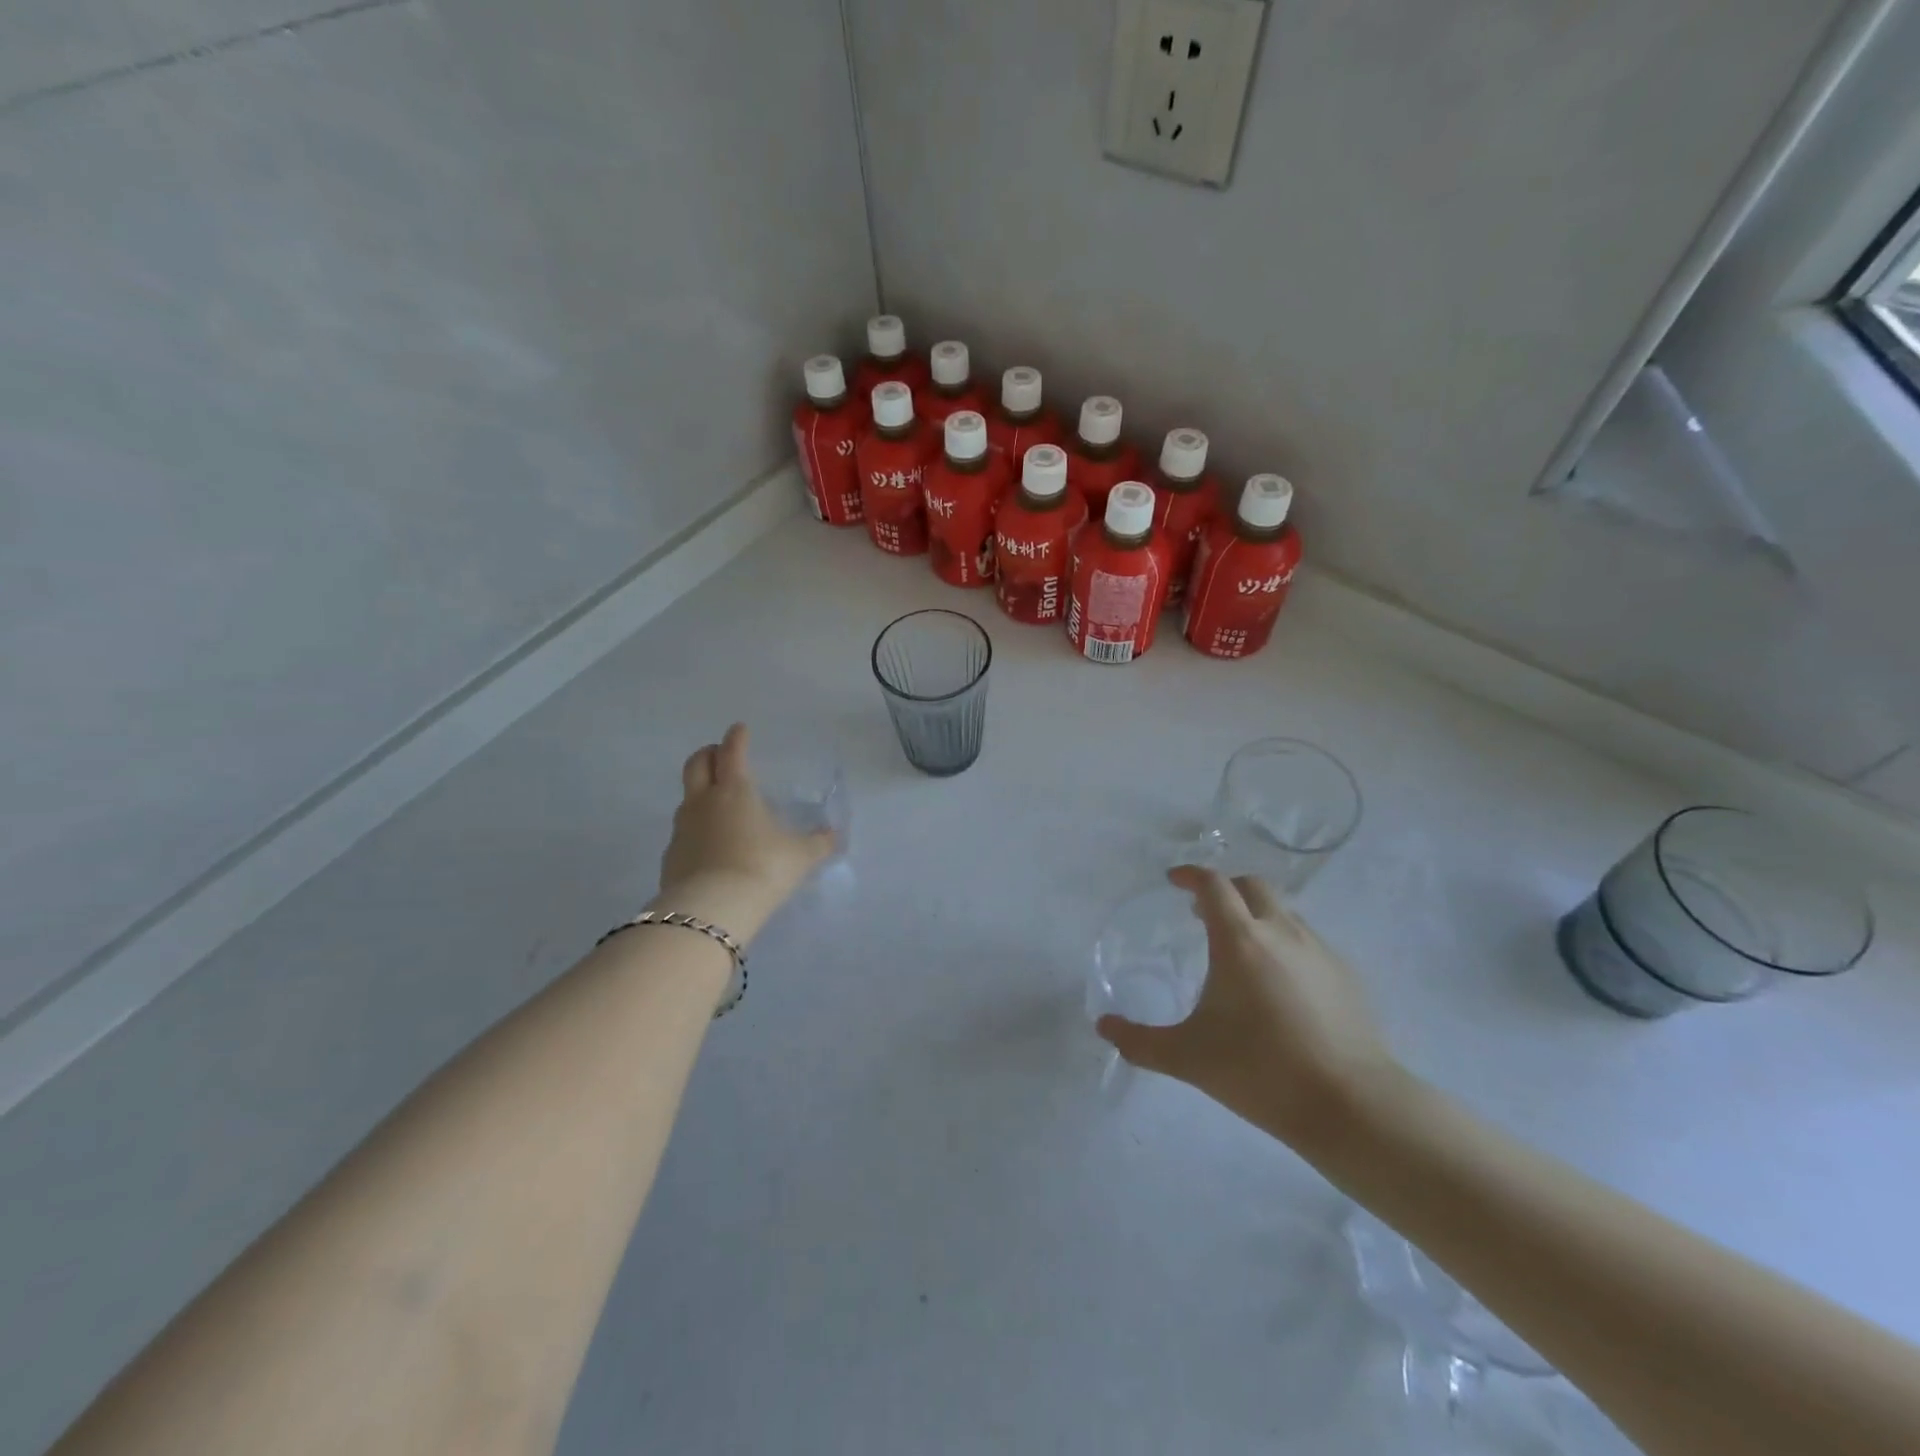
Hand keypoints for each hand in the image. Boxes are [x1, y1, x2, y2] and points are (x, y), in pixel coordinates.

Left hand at [658, 724, 835, 929]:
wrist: (711, 910)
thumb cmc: (762, 868)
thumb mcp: (801, 856)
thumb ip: (818, 843)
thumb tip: (835, 835)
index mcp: (735, 790)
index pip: (733, 752)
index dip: (737, 738)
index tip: (740, 729)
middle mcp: (704, 802)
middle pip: (696, 765)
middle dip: (708, 755)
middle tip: (720, 756)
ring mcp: (682, 829)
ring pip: (686, 798)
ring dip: (699, 793)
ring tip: (717, 804)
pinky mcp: (671, 857)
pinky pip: (683, 833)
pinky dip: (695, 830)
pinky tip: (709, 845)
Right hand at [1096, 866, 1400, 1150]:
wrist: (1351, 1105)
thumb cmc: (1261, 1071)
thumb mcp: (1188, 1057)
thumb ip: (1140, 1042)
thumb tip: (1103, 1027)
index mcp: (1240, 940)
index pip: (1213, 885)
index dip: (1190, 875)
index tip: (1174, 880)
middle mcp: (1281, 932)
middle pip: (1251, 886)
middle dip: (1224, 889)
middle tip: (1202, 914)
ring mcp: (1319, 951)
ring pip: (1283, 912)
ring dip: (1256, 915)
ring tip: (1240, 950)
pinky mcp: (1347, 975)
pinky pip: (1308, 941)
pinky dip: (1285, 944)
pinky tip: (1280, 985)